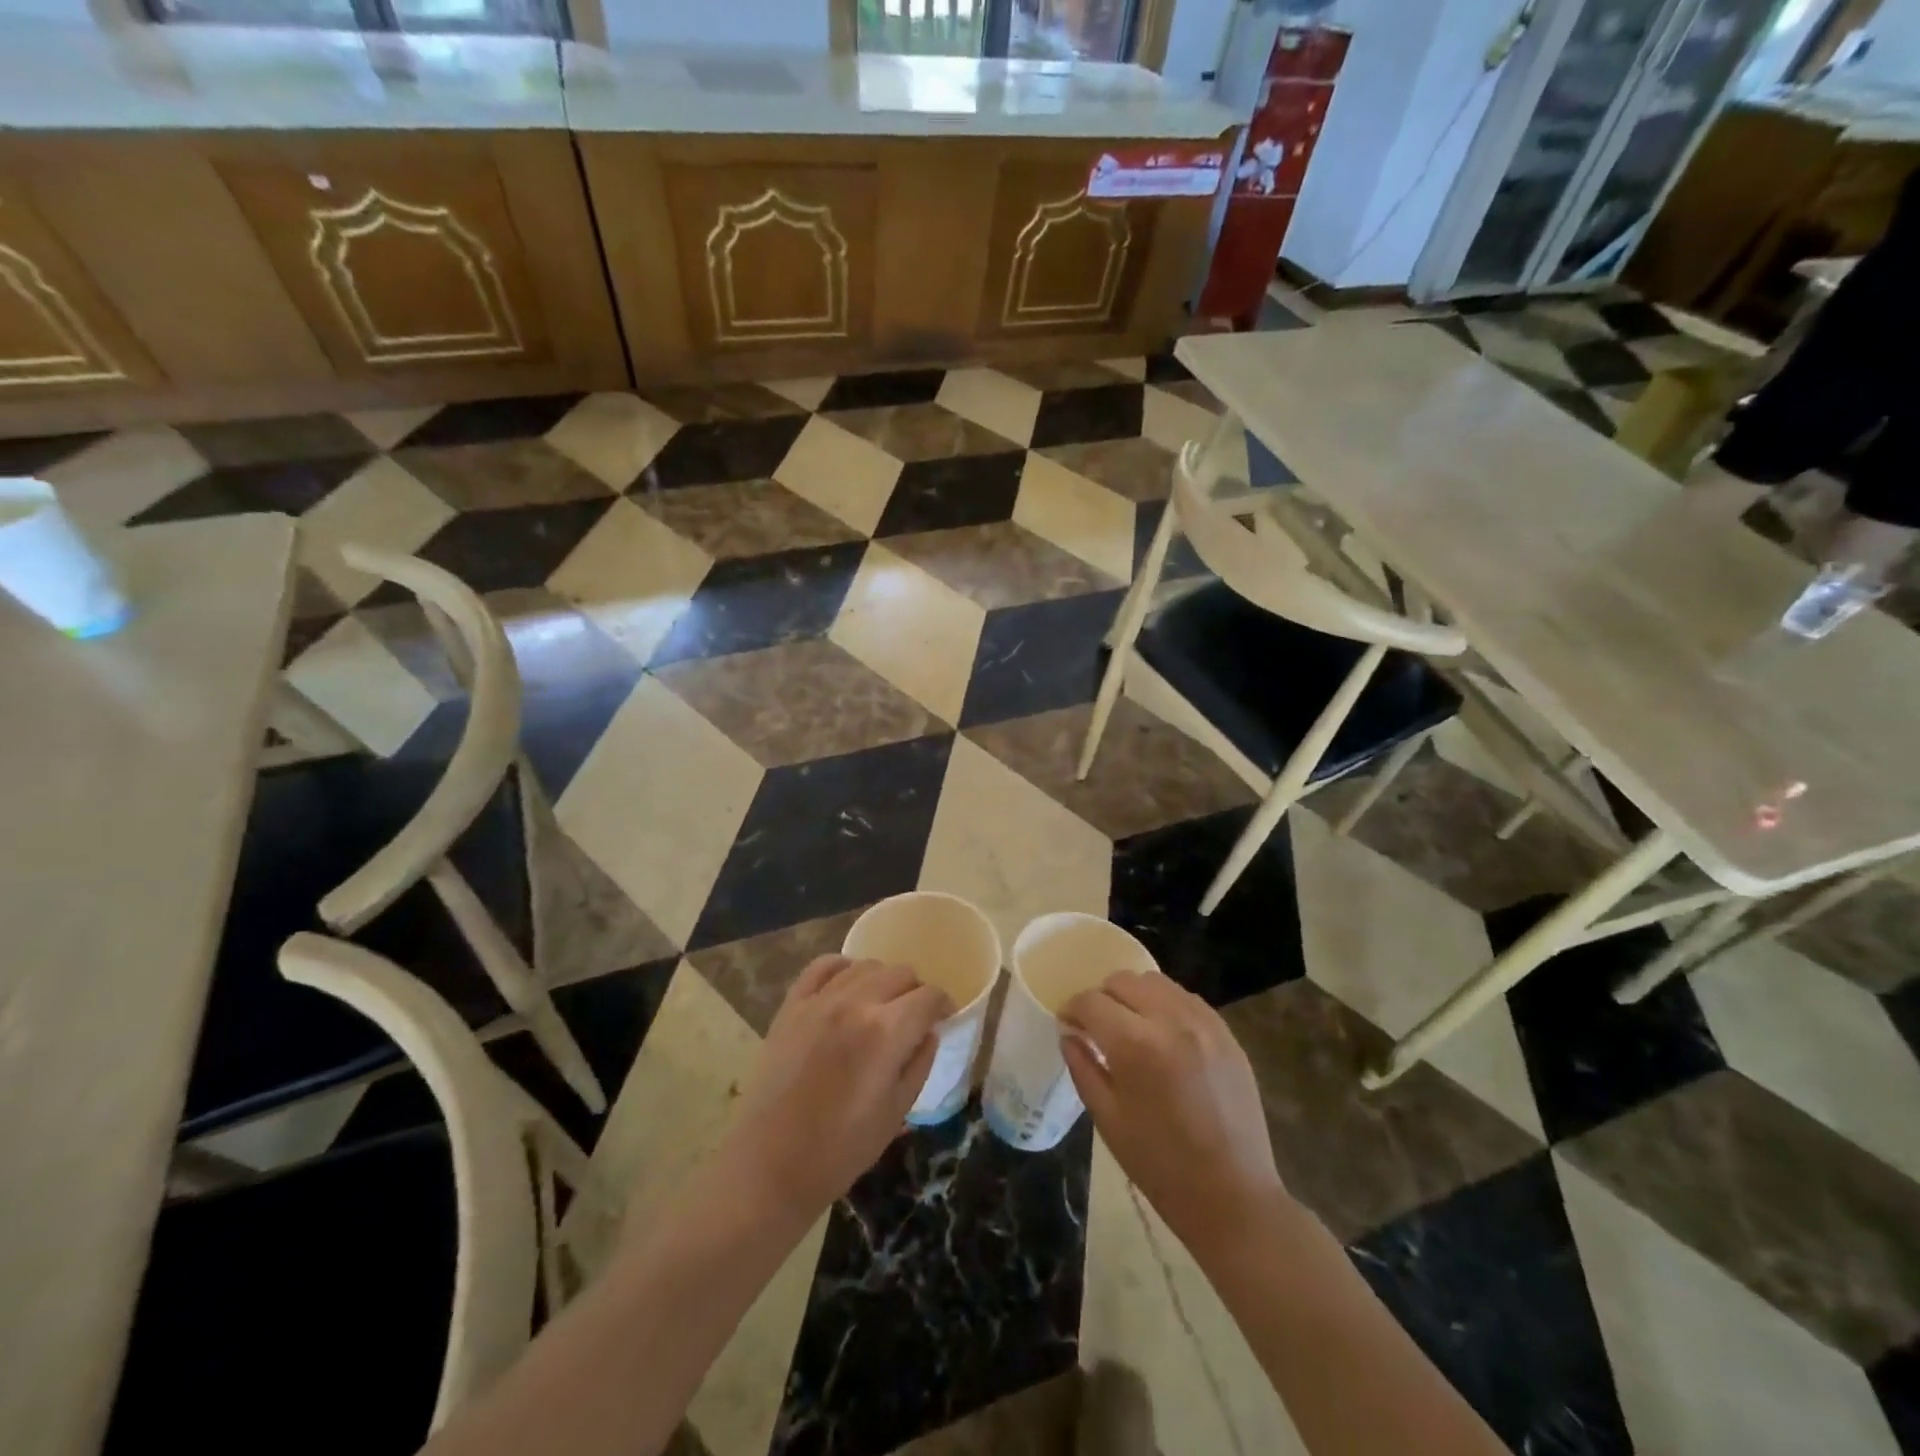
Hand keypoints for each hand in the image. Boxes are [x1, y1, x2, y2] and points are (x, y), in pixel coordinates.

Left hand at [712, 956, 951, 1222]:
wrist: (770, 1165)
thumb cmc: (841, 1150)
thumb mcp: (896, 1112)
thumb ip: (919, 1063)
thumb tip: (929, 1032)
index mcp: (886, 1031)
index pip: (929, 997)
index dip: (943, 1005)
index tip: (944, 1019)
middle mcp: (856, 1003)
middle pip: (901, 973)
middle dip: (915, 992)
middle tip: (913, 1018)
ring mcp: (820, 1000)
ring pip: (866, 965)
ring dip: (883, 981)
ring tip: (881, 1006)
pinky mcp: (792, 1005)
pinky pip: (823, 966)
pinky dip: (843, 968)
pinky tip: (848, 987)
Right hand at [1059, 971, 1284, 1253]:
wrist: (1233, 1196)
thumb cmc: (1160, 1166)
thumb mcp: (1108, 1119)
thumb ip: (1083, 1067)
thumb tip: (1069, 1034)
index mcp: (1135, 1044)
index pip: (1092, 1002)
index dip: (1072, 1009)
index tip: (1067, 1023)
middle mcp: (1170, 1020)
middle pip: (1123, 981)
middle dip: (1102, 997)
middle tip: (1096, 1025)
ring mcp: (1204, 1023)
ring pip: (1155, 982)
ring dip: (1134, 995)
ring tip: (1130, 1026)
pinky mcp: (1226, 1033)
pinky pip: (1186, 998)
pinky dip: (1165, 1004)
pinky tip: (1162, 1034)